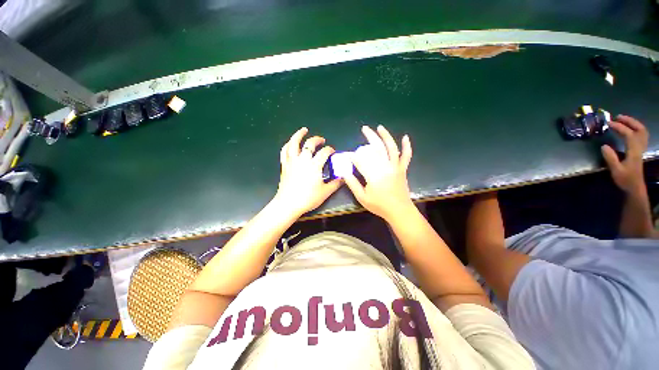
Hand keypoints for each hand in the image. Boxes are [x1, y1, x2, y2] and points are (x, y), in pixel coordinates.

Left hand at [274, 128, 341, 216]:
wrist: (288, 204)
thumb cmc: (308, 198)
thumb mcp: (325, 192)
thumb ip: (336, 183)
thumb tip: (344, 178)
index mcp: (314, 165)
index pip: (324, 152)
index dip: (330, 150)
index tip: (332, 151)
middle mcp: (303, 160)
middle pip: (310, 144)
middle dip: (317, 140)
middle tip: (322, 140)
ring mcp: (292, 161)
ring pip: (294, 143)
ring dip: (299, 135)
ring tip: (303, 130)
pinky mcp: (284, 165)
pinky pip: (284, 151)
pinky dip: (288, 145)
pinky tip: (290, 143)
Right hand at [344, 125, 413, 220]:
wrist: (399, 211)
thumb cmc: (379, 206)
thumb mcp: (362, 197)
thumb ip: (353, 184)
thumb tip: (344, 172)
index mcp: (374, 175)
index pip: (360, 160)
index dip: (352, 156)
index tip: (345, 154)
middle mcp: (385, 167)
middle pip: (377, 148)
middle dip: (370, 137)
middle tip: (364, 128)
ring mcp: (396, 167)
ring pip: (391, 148)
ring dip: (386, 136)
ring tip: (380, 127)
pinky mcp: (402, 169)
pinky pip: (406, 156)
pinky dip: (406, 146)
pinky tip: (405, 137)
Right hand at [601, 115, 648, 194]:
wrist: (635, 187)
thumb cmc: (625, 179)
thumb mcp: (616, 170)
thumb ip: (610, 158)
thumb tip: (604, 146)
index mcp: (633, 151)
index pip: (628, 134)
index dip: (619, 127)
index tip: (608, 123)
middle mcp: (639, 147)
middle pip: (639, 129)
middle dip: (629, 121)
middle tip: (617, 117)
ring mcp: (640, 148)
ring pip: (642, 131)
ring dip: (633, 123)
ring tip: (622, 120)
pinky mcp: (639, 150)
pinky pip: (641, 135)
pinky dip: (636, 129)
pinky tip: (629, 129)